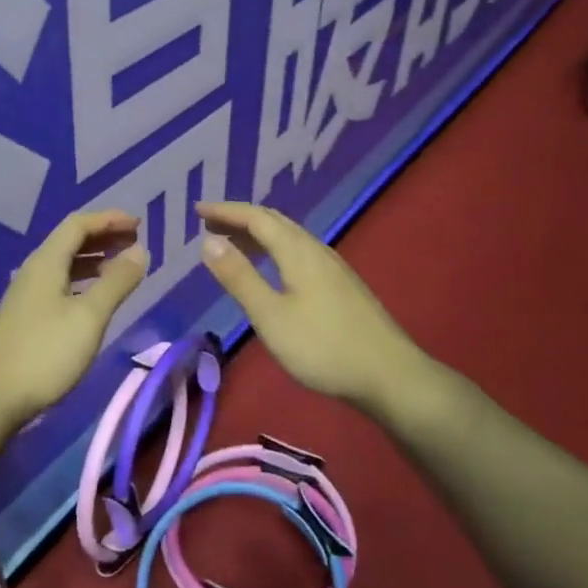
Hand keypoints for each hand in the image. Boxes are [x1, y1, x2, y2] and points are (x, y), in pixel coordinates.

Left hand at [0, 210, 148, 426]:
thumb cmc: (45, 353)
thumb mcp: (89, 316)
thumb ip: (116, 281)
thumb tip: (139, 250)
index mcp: (47, 262)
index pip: (79, 224)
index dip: (109, 219)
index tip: (139, 223)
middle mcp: (34, 270)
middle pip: (70, 240)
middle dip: (104, 236)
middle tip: (135, 242)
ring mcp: (27, 294)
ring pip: (65, 263)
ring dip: (94, 259)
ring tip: (122, 267)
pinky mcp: (26, 317)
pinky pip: (60, 283)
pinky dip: (83, 280)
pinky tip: (95, 298)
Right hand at [196, 200, 438, 412]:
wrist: (390, 376)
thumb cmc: (323, 347)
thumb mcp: (270, 316)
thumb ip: (239, 277)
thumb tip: (209, 240)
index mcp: (297, 251)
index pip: (256, 217)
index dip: (225, 211)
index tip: (197, 210)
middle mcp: (316, 250)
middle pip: (274, 221)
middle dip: (240, 218)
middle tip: (209, 224)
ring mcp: (333, 268)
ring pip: (289, 237)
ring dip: (257, 234)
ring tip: (232, 243)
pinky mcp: (341, 286)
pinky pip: (299, 252)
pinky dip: (274, 250)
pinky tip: (272, 269)